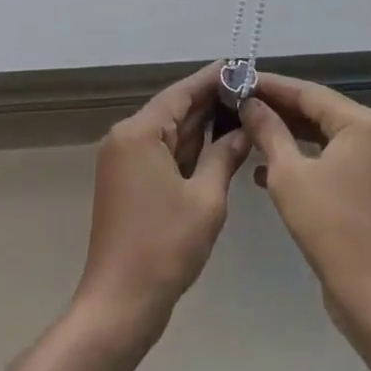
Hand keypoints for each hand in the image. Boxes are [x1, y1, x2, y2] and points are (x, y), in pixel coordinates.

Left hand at [74, 63, 253, 335]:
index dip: (213, 78)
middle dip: (211, 102)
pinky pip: (162, 152)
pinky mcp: (127, 181)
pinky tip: (218, 145)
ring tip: (242, 112)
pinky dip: (188, 149)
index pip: (182, 92)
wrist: (119, 305)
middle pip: (174, 109)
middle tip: (250, 91)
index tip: (241, 65)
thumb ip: (224, 156)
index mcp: (140, 132)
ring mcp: (123, 160)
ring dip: (201, 126)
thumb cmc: (165, 248)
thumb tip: (243, 129)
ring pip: (169, 132)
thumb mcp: (206, 199)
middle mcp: (127, 137)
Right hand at [241, 74, 370, 341]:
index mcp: (362, 122)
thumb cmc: (332, 227)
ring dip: (286, 136)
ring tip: (246, 133)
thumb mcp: (289, 175)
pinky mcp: (370, 187)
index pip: (308, 92)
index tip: (237, 80)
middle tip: (237, 104)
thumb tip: (249, 103)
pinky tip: (265, 172)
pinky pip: (330, 160)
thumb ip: (268, 131)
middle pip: (317, 111)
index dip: (270, 86)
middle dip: (277, 110)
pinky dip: (302, 161)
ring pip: (322, 137)